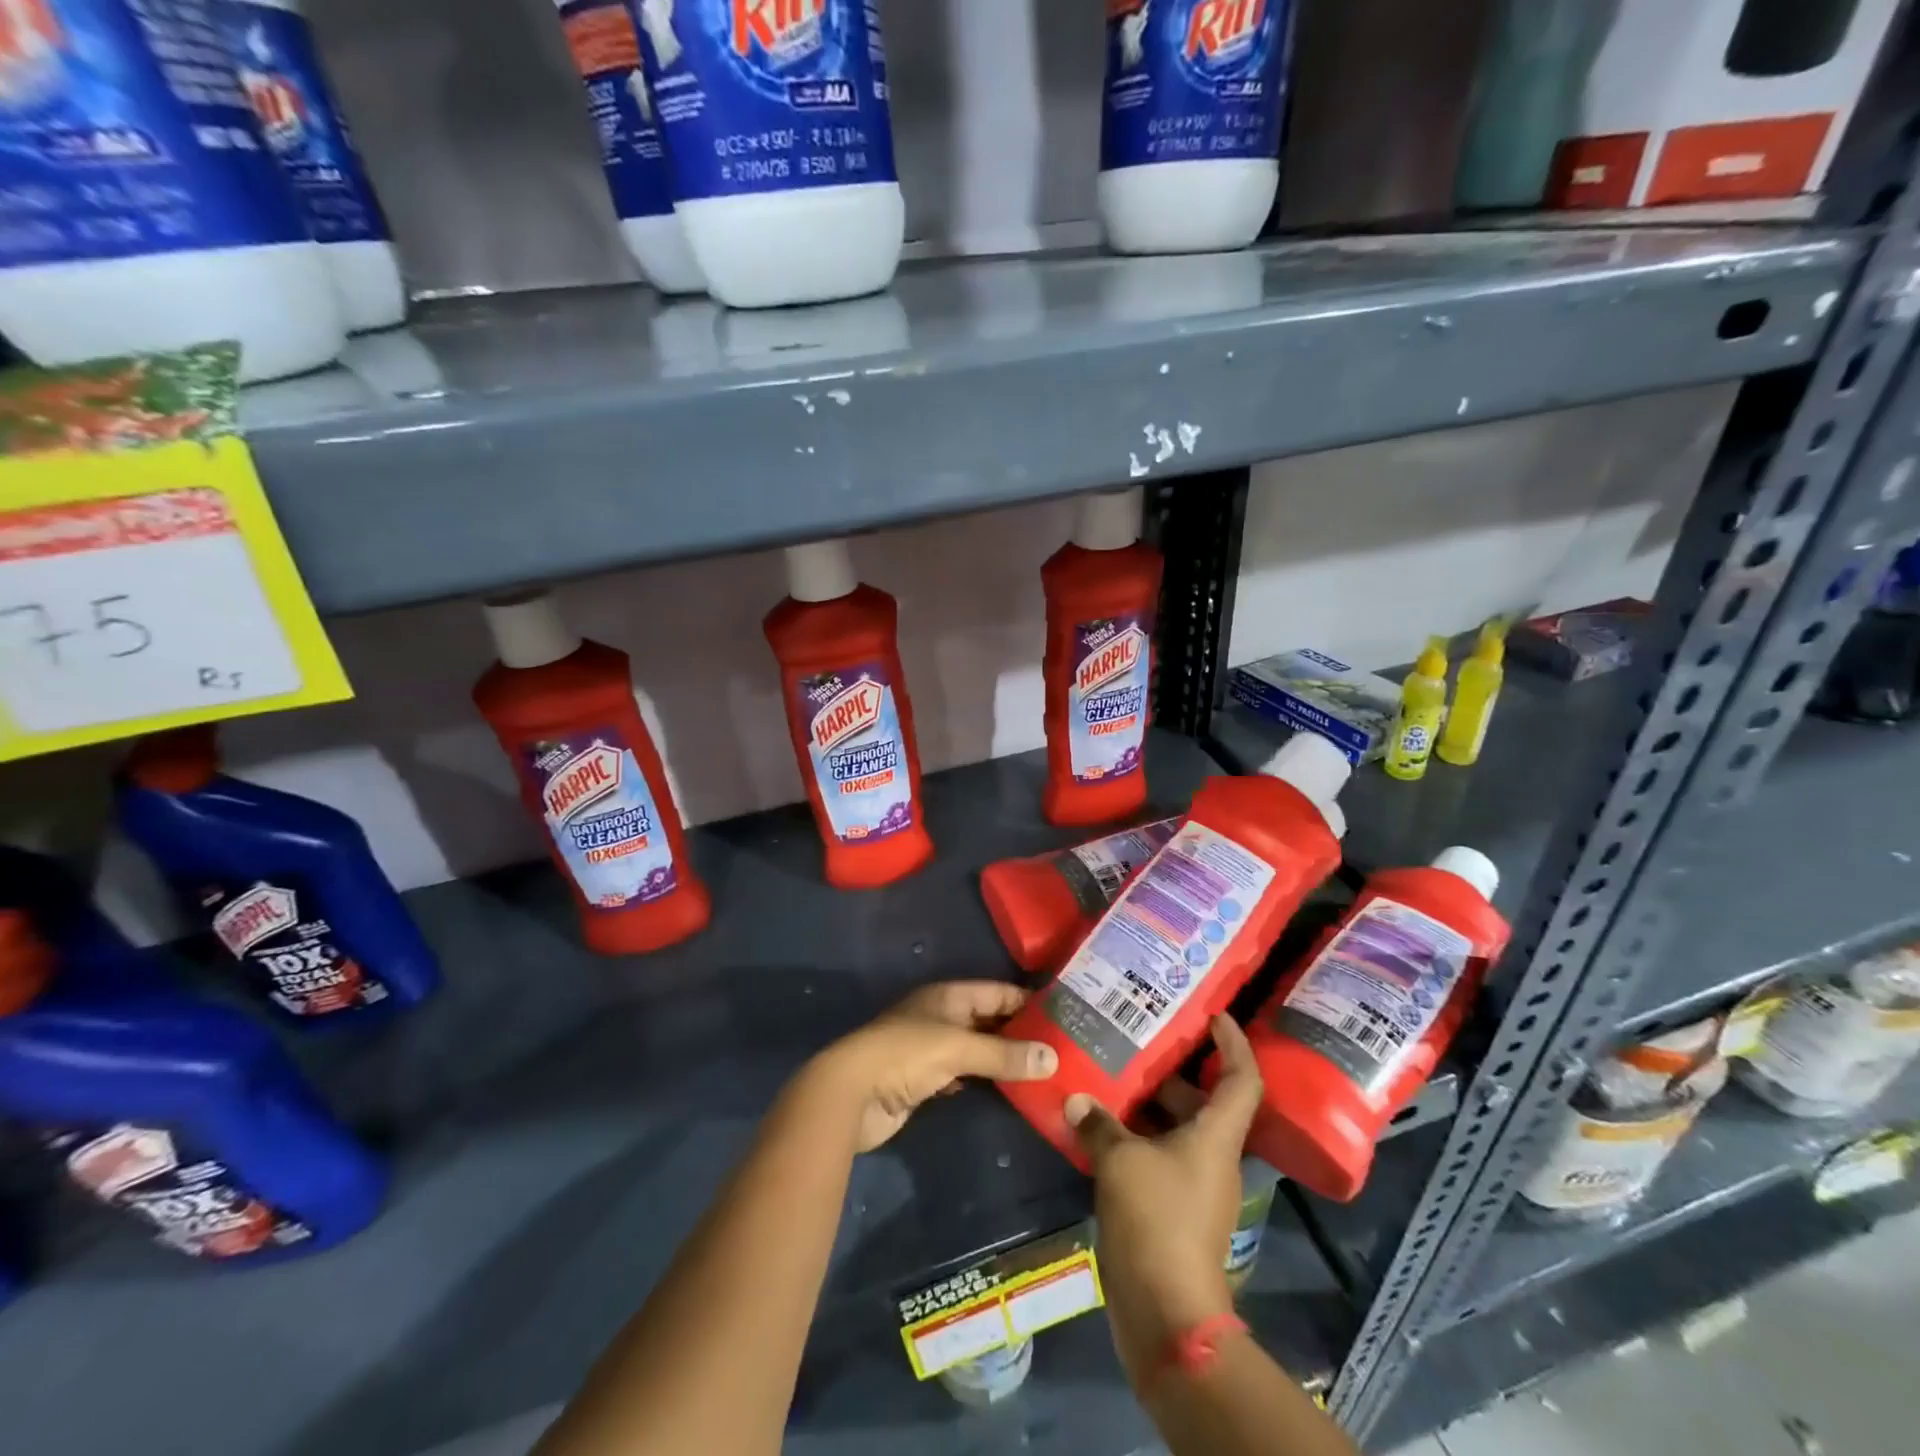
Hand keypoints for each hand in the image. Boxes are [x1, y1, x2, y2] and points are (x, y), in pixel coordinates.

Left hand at [806, 981, 1058, 1152]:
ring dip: (1004, 1059)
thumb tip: (1053, 1058)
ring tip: (1045, 1071)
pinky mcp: (925, 1080)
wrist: (852, 1094)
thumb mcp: (957, 1048)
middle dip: (1020, 1033)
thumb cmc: (905, 1055)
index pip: (996, 992)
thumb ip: (1004, 1053)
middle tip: (1061, 1048)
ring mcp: (932, 1049)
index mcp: (947, 996)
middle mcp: (941, 1016)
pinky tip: (1011, 1091)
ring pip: (978, 1049)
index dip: (1026, 1001)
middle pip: (988, 1020)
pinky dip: (986, 1081)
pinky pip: (965, 1076)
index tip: (1063, 1014)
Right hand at [1066, 1015, 1262, 1382]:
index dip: (1233, 1043)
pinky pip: (1159, 1157)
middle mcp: (1213, 1157)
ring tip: (1109, 1075)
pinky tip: (1099, 1127)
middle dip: (1173, 1070)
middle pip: (1203, 1101)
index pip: (1241, 1079)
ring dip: (1147, 1105)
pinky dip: (1135, 1138)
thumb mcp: (1120, 1161)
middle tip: (1138, 1040)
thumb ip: (1098, 1124)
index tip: (1214, 1014)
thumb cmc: (1155, 1219)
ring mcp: (1195, 1186)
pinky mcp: (1175, 1211)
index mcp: (1215, 1136)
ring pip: (1176, 1130)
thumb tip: (1077, 1098)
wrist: (1166, 1312)